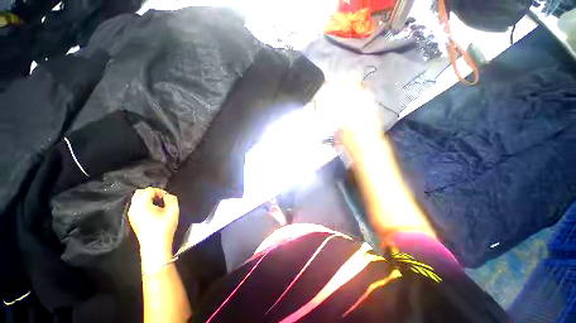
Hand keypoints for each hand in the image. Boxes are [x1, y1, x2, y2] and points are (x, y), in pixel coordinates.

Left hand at [128, 187, 178, 270]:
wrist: (155, 245)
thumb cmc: (165, 226)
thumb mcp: (173, 210)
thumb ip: (171, 198)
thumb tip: (167, 196)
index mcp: (142, 204)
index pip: (149, 190)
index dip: (160, 191)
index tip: (168, 198)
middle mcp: (133, 208)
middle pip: (140, 193)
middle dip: (152, 193)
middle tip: (162, 199)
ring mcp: (131, 215)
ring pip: (137, 200)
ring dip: (147, 199)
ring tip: (159, 205)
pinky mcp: (133, 220)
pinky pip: (137, 207)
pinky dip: (144, 205)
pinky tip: (153, 211)